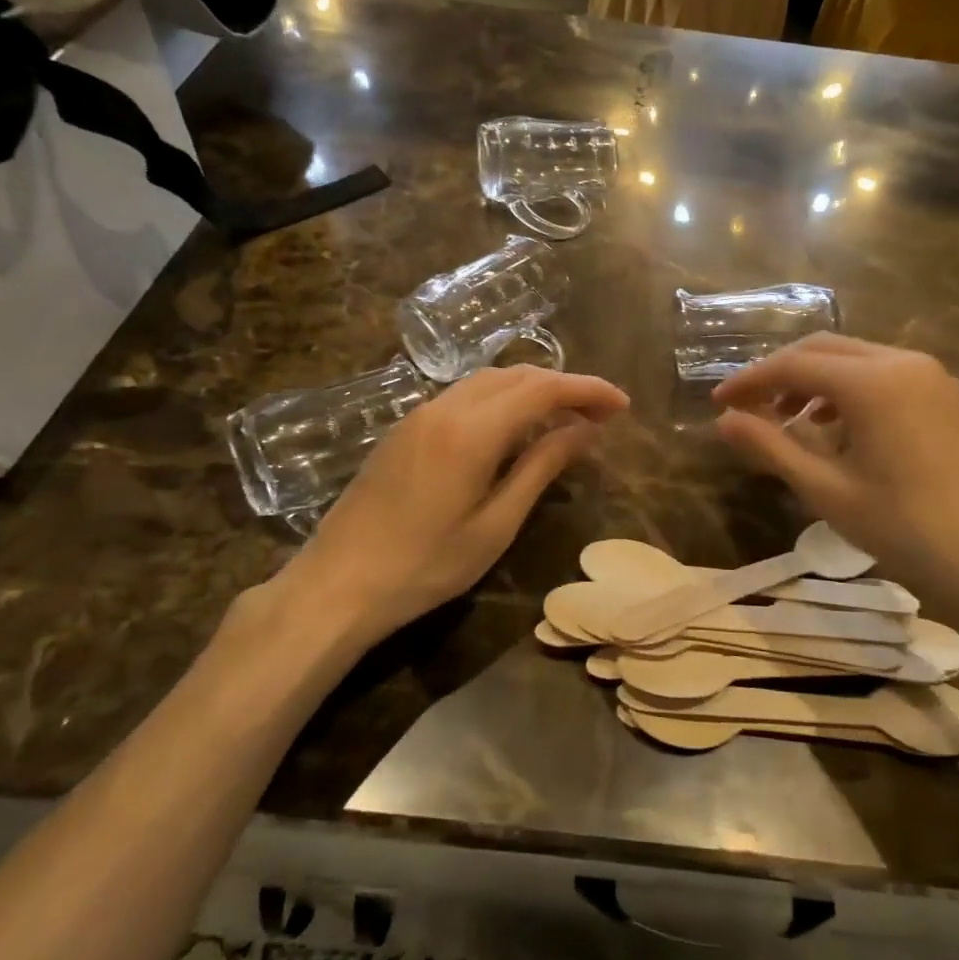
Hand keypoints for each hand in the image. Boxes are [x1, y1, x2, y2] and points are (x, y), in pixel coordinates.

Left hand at [254, 366, 628, 649]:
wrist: (336, 583)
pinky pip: (466, 396)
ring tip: (566, 418)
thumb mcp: (495, 524)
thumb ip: (542, 467)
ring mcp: (420, 414)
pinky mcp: (406, 427)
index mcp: (472, 430)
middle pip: (517, 375)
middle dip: (564, 385)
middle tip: (601, 414)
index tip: (622, 405)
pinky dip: (502, 400)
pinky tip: (515, 428)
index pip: (543, 388)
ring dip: (533, 389)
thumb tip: (586, 429)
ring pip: (489, 381)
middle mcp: (446, 407)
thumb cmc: (424, 566)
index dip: (588, 389)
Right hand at [712, 336, 958, 631]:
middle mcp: (902, 362)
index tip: (718, 402)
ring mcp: (931, 375)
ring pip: (855, 358)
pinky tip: (839, 429)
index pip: (792, 365)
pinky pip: (884, 374)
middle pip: (823, 350)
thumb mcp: (827, 491)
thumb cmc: (908, 529)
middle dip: (780, 374)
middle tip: (748, 407)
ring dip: (814, 380)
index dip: (749, 381)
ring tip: (789, 421)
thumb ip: (771, 447)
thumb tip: (723, 421)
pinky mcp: (947, 395)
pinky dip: (849, 390)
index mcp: (871, 381)